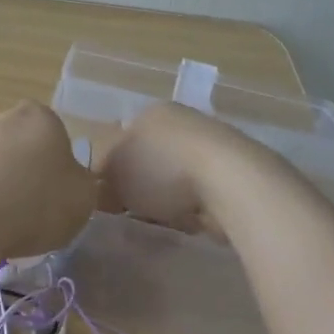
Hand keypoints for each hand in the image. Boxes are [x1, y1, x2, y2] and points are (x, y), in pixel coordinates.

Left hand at [0, 100, 98, 264]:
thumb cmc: (33, 204)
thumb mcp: (83, 199)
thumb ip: (85, 183)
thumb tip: (73, 181)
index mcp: (40, 116)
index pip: (59, 139)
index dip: (62, 170)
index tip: (59, 197)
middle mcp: (1, 117)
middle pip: (25, 148)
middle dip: (29, 174)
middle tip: (34, 210)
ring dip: (2, 187)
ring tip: (6, 223)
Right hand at [99, 102, 270, 235]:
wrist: (229, 182)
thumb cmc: (161, 169)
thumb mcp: (113, 171)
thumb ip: (99, 175)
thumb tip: (99, 186)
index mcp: (151, 112)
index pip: (121, 138)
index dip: (111, 170)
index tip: (109, 197)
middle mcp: (182, 121)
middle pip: (149, 158)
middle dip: (141, 185)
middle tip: (132, 211)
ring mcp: (211, 145)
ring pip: (176, 177)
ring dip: (168, 198)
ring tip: (162, 219)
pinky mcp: (234, 172)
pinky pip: (200, 193)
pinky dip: (193, 207)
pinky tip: (190, 220)